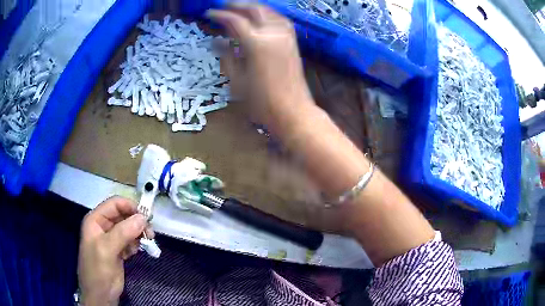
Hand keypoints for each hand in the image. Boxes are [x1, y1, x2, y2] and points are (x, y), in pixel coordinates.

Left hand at [78, 196, 153, 305]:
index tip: (146, 218)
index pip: (114, 204)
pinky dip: (136, 244)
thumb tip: (143, 218)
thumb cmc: (98, 270)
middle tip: (150, 233)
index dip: (129, 207)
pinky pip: (130, 241)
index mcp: (95, 220)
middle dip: (137, 222)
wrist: (100, 295)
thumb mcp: (107, 249)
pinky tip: (137, 251)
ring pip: (128, 229)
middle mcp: (103, 226)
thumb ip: (123, 232)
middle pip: (123, 216)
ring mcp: (111, 239)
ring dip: (138, 234)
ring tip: (147, 243)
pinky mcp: (118, 251)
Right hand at [207, 3, 314, 131]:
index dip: (220, 15)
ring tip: (240, 8)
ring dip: (254, 7)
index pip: (235, 21)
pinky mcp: (293, 42)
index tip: (209, 14)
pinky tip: (262, 17)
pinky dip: (269, 14)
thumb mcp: (237, 81)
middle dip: (237, 5)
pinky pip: (280, 20)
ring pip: (269, 12)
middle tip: (223, 6)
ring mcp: (286, 37)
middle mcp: (273, 34)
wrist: (293, 111)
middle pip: (254, 10)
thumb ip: (227, 56)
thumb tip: (217, 41)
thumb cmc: (262, 102)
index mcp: (256, 43)